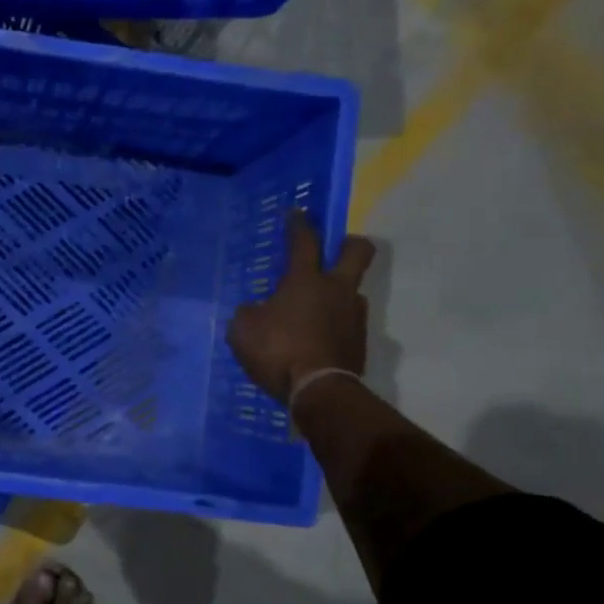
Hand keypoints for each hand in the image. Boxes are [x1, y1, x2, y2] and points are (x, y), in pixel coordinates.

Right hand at [226, 212, 375, 403]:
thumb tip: (255, 311)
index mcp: (305, 280)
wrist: (319, 391)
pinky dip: (334, 326)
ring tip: (314, 311)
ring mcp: (353, 315)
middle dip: (348, 244)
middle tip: (334, 249)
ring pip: (353, 291)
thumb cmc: (277, 351)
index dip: (299, 224)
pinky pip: (347, 323)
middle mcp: (336, 290)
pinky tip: (317, 339)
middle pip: (358, 252)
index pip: (304, 241)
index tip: (297, 213)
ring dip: (337, 294)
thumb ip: (249, 314)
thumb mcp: (243, 330)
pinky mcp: (359, 341)